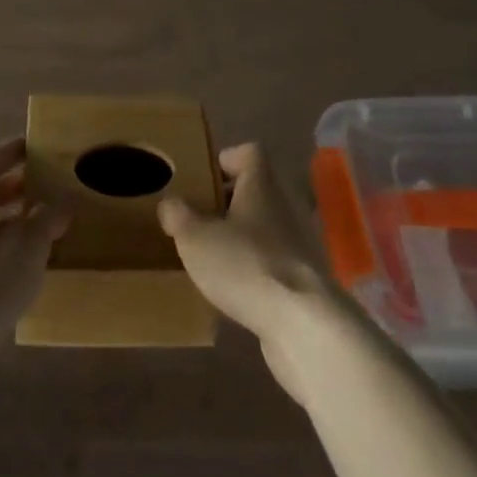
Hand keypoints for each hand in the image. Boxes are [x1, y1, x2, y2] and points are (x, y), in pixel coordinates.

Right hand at [158, 142, 344, 381]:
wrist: (302, 324)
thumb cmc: (245, 265)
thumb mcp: (196, 239)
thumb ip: (179, 217)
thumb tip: (170, 204)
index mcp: (261, 185)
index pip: (251, 152)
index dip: (228, 158)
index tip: (205, 176)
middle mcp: (285, 206)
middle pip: (258, 191)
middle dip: (230, 201)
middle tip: (201, 217)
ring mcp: (300, 244)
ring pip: (267, 227)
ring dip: (243, 237)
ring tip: (214, 256)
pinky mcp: (306, 281)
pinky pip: (275, 262)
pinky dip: (257, 269)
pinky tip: (236, 290)